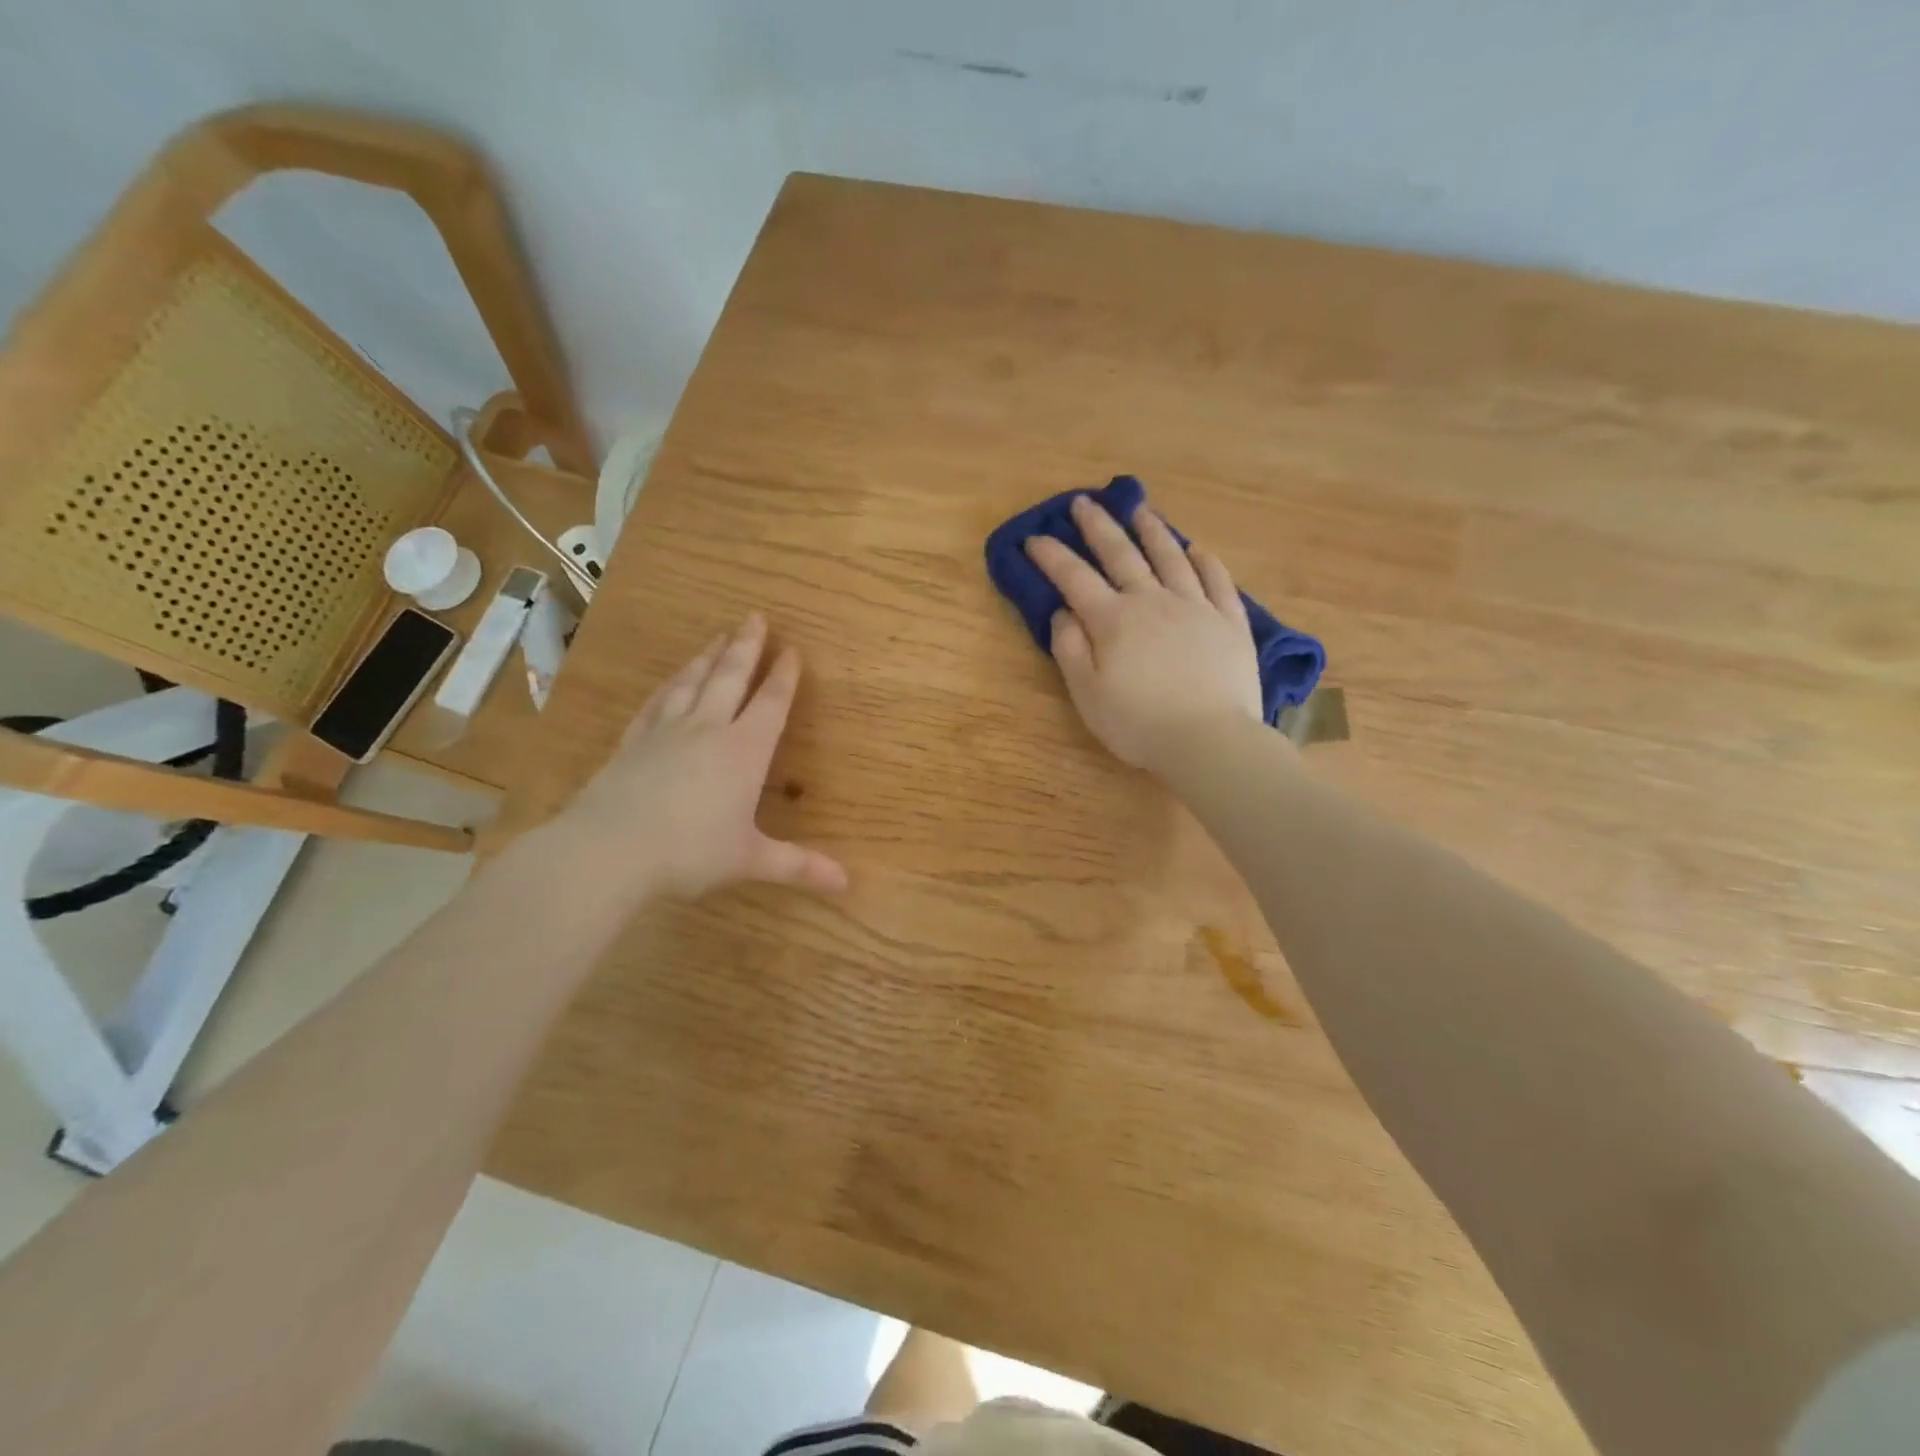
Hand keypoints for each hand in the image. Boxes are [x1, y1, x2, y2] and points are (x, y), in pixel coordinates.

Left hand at [551, 614, 847, 899]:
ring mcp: (666, 732)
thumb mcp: (751, 860)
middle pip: (730, 678)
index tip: (792, 650)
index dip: (784, 677)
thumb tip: (846, 884)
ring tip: (718, 636)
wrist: (609, 850)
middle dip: (746, 647)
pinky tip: (670, 681)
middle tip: (755, 617)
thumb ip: (799, 866)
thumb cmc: (691, 852)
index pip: (771, 704)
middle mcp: (707, 730)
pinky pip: (656, 704)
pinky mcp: (632, 743)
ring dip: (708, 658)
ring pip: (692, 683)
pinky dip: (668, 687)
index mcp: (744, 751)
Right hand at [1024, 494, 1262, 772]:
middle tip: (1083, 502)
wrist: (1210, 740)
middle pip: (1122, 554)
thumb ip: (1070, 649)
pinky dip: (1205, 560)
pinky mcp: (1230, 621)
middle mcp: (1152, 601)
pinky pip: (1217, 580)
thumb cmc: (1139, 724)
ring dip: (1152, 530)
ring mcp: (1196, 607)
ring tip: (1139, 510)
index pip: (1074, 578)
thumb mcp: (1087, 694)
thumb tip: (1062, 611)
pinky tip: (1197, 548)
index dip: (1051, 556)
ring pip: (1170, 557)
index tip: (1034, 538)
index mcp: (1113, 620)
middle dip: (1098, 526)